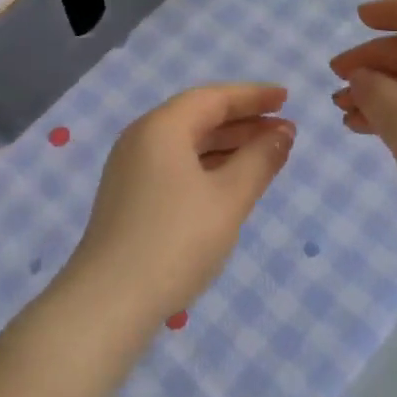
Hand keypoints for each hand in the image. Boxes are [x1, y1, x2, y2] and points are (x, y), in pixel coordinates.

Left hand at [61, 84, 294, 330]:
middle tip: (284, 130)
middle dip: (243, 121)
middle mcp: (141, 139)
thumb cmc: (176, 241)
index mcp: (161, 127)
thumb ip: (259, 161)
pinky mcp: (129, 197)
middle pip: (198, 117)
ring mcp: (131, 169)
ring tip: (266, 155)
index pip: (212, 98)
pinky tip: (230, 183)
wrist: (109, 301)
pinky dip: (207, 166)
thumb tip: (282, 133)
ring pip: (186, 144)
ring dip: (227, 145)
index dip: (253, 96)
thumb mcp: (228, 199)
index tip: (286, 98)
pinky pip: (175, 166)